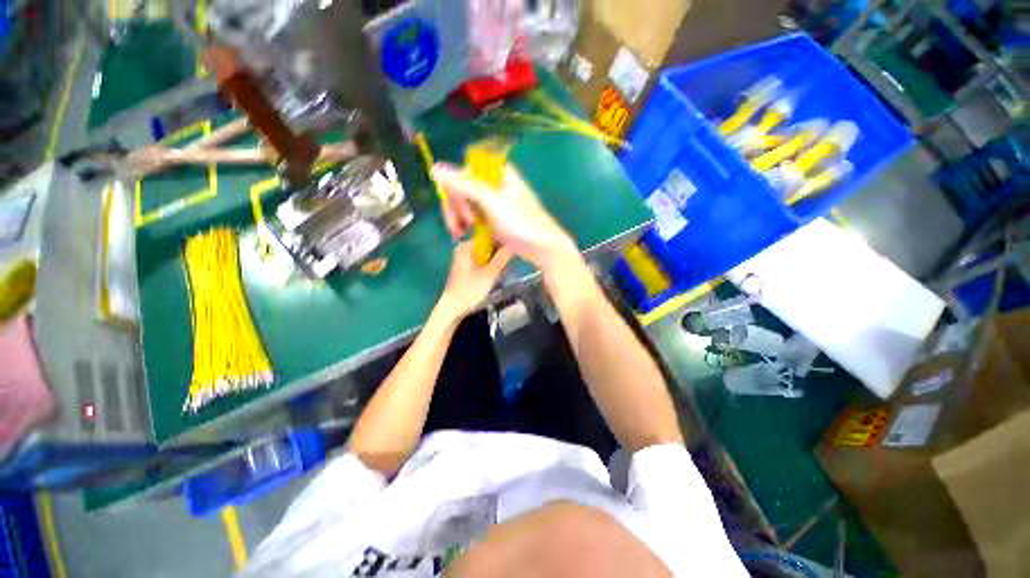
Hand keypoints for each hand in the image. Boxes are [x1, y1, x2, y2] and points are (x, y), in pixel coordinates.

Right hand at [433, 163, 577, 269]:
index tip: (455, 213)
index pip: (463, 173)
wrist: (543, 247)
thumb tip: (435, 168)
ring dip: (460, 218)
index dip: (453, 192)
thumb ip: (465, 185)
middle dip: (456, 209)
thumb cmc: (520, 222)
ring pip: (468, 203)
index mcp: (497, 173)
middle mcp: (495, 183)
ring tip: (460, 234)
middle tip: (458, 229)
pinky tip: (466, 234)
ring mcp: (496, 201)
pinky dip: (469, 224)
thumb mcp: (492, 202)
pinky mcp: (496, 217)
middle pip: (463, 189)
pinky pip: (476, 215)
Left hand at [438, 241, 512, 318]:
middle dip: (500, 251)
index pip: (489, 235)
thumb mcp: (490, 274)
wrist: (453, 308)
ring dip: (496, 260)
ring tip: (505, 268)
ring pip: (486, 253)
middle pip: (487, 244)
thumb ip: (502, 258)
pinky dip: (490, 265)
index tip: (514, 248)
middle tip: (510, 261)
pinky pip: (481, 260)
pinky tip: (496, 273)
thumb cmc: (470, 290)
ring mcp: (464, 258)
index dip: (502, 240)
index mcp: (467, 246)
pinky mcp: (466, 267)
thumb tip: (514, 243)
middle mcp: (464, 248)